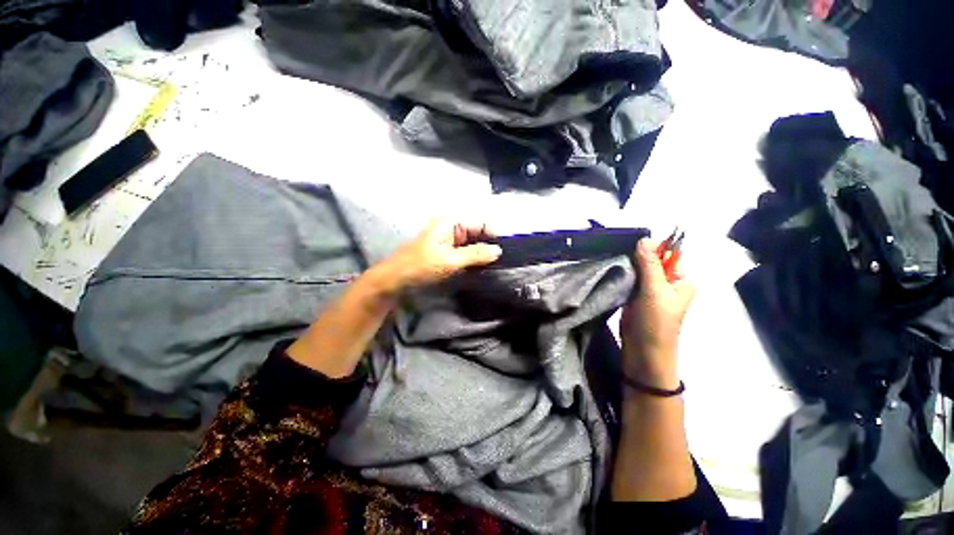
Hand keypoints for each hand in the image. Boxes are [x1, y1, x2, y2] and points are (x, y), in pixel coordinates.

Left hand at [376, 219, 501, 291]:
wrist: (395, 280)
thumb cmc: (421, 266)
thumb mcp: (450, 260)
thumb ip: (475, 254)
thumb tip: (498, 250)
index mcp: (450, 222)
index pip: (481, 223)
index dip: (495, 234)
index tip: (509, 248)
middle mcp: (451, 227)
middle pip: (478, 233)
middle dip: (490, 244)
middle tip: (506, 259)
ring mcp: (448, 240)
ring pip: (473, 244)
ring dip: (483, 253)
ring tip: (498, 264)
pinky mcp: (446, 252)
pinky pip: (465, 252)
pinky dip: (474, 259)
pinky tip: (483, 267)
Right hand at [620, 239, 694, 389]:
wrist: (643, 351)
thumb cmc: (655, 321)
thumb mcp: (654, 290)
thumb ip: (650, 264)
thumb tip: (644, 238)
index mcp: (681, 280)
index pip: (669, 255)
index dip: (652, 248)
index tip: (632, 246)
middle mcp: (668, 284)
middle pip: (652, 262)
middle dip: (637, 257)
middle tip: (620, 255)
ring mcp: (650, 291)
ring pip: (639, 271)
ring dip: (628, 266)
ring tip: (614, 262)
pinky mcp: (636, 297)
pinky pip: (630, 280)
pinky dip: (622, 275)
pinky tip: (612, 272)